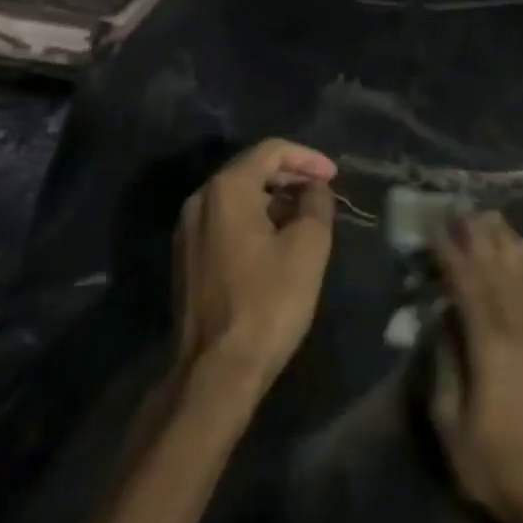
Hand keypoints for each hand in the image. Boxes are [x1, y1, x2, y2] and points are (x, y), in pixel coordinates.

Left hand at [174, 139, 338, 395]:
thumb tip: (314, 189)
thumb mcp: (308, 247)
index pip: (271, 151)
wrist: (216, 371)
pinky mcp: (187, 258)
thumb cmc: (268, 302)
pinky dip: (254, 219)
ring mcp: (187, 230)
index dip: (307, 158)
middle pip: (250, 170)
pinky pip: (225, 221)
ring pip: (237, 197)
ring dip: (273, 199)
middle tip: (323, 191)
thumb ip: (316, 204)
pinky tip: (278, 239)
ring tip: (306, 215)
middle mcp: (200, 200)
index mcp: (226, 189)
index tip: (334, 177)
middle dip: (290, 176)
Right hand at [431, 212, 522, 522]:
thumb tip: (443, 319)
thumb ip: (444, 362)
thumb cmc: (489, 463)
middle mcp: (522, 332)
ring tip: (497, 220)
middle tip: (467, 211)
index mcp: (490, 348)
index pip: (468, 288)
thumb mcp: (448, 420)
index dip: (452, 256)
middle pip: (500, 273)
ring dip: (510, 246)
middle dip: (481, 239)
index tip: (440, 230)